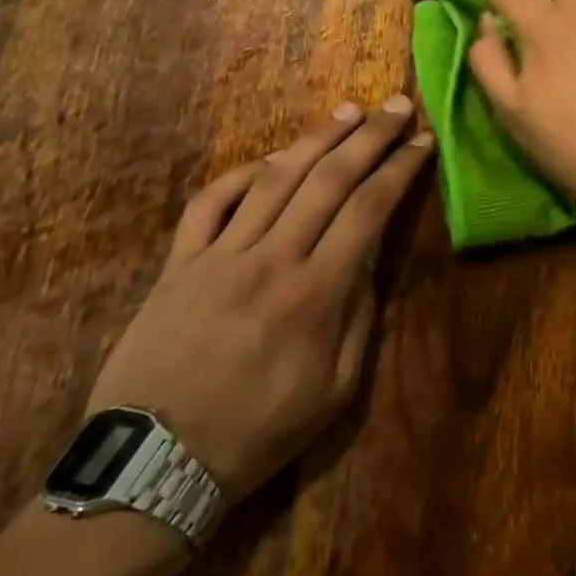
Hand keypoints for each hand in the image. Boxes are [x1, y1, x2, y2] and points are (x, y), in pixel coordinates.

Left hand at [86, 97, 433, 503]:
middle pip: (329, 180)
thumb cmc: (258, 433)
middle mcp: (271, 260)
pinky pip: (211, 202)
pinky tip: (272, 160)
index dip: (400, 170)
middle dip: (370, 137)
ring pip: (275, 179)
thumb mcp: (337, 390)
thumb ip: (361, 317)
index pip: (369, 209)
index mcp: (316, 294)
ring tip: (348, 111)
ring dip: (316, 139)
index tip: (423, 142)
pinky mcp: (178, 265)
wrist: (152, 469)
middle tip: (396, 106)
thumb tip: (370, 260)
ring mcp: (219, 257)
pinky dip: (244, 174)